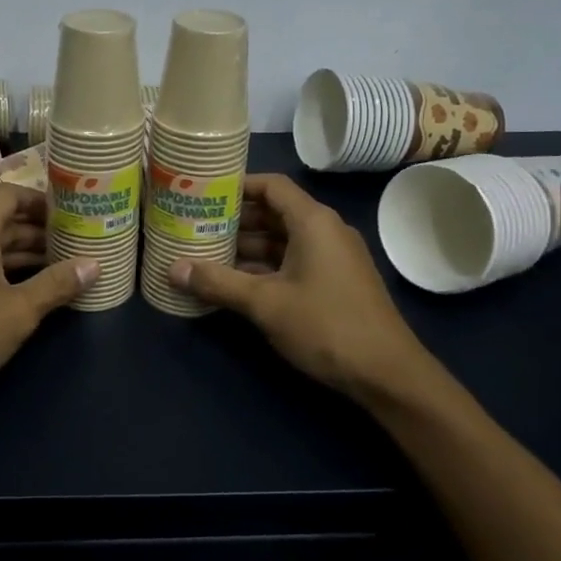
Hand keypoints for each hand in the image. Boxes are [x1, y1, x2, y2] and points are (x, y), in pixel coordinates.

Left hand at [0, 184, 95, 411]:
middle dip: (36, 232)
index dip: (40, 201)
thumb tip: (94, 265)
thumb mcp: (20, 310)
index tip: (69, 214)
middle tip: (73, 244)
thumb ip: (57, 283)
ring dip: (19, 253)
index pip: (9, 195)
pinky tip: (25, 288)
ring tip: (58, 268)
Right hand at [169, 174, 440, 402]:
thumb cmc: (326, 325)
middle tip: (194, 226)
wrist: (387, 374)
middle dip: (234, 220)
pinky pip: (292, 262)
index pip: (271, 186)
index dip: (237, 186)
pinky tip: (233, 283)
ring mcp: (332, 258)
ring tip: (205, 254)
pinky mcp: (334, 283)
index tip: (202, 194)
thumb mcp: (265, 303)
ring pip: (281, 241)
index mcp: (313, 222)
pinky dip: (263, 268)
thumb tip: (172, 269)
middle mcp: (325, 231)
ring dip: (246, 248)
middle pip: (274, 213)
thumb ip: (218, 283)